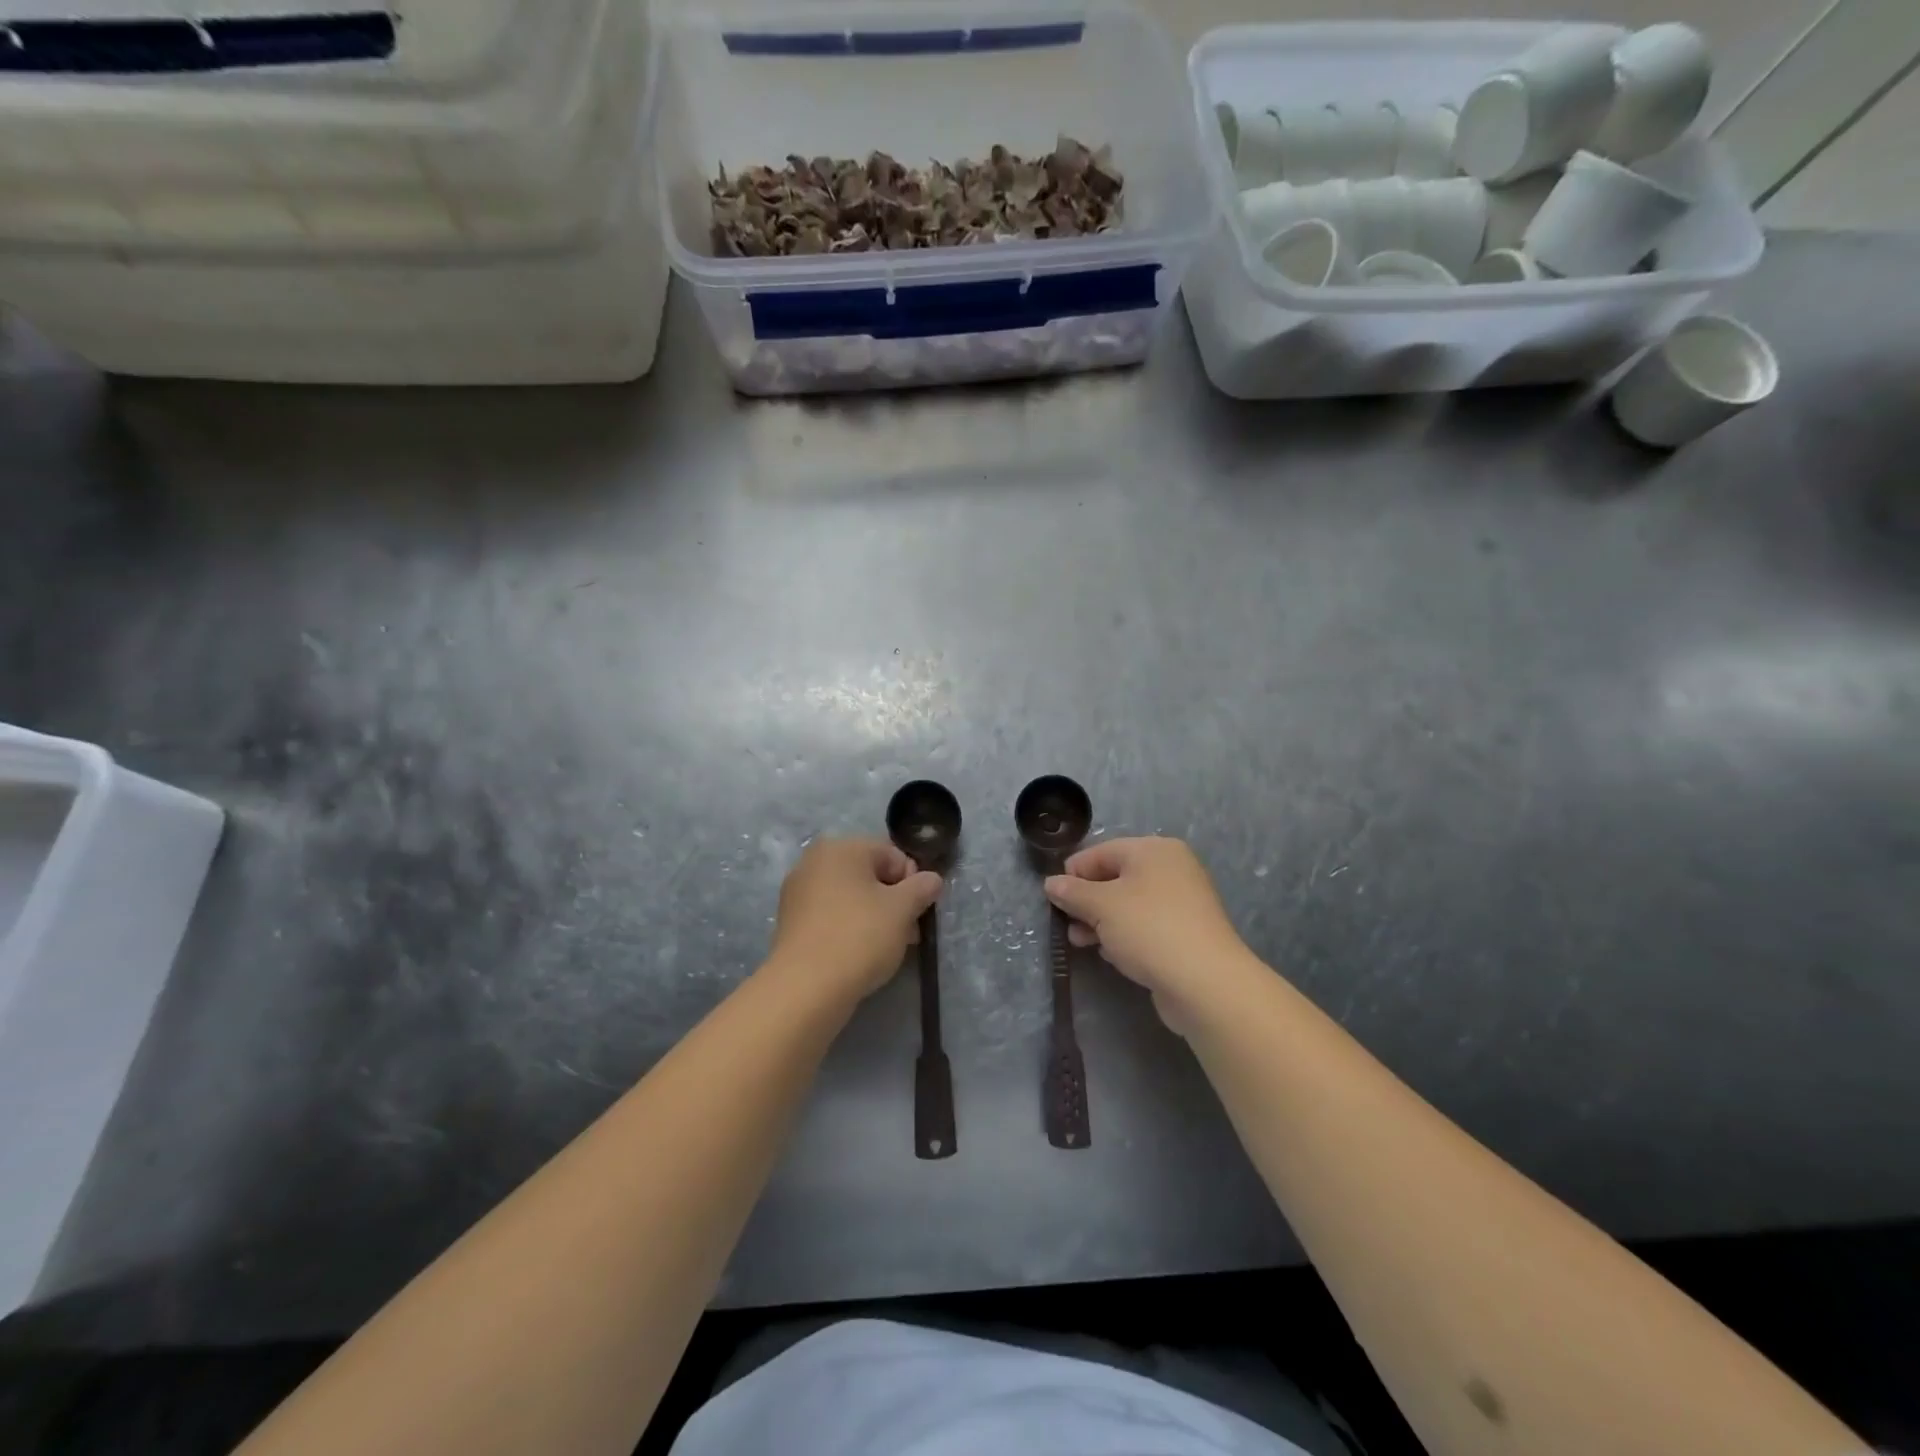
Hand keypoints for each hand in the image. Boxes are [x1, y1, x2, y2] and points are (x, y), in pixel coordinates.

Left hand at [769, 838, 942, 1001]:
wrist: (806, 988)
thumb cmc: (859, 936)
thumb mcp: (902, 909)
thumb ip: (922, 887)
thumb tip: (932, 879)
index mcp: (841, 847)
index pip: (892, 855)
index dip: (913, 882)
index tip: (918, 912)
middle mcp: (814, 861)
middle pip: (870, 875)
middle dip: (894, 902)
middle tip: (909, 934)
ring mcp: (798, 892)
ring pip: (851, 897)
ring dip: (875, 916)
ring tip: (889, 948)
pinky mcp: (791, 922)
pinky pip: (832, 916)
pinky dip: (850, 928)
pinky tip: (861, 954)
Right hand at [1045, 838, 1256, 1031]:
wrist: (1205, 983)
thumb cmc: (1148, 929)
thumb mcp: (1101, 906)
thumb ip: (1072, 892)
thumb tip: (1051, 883)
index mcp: (1154, 850)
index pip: (1101, 851)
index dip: (1073, 873)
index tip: (1053, 898)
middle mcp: (1171, 869)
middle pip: (1115, 877)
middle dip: (1086, 901)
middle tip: (1066, 924)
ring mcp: (1182, 902)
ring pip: (1128, 905)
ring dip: (1100, 921)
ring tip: (1080, 942)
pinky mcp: (1185, 933)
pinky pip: (1144, 926)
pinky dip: (1124, 935)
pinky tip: (1111, 954)